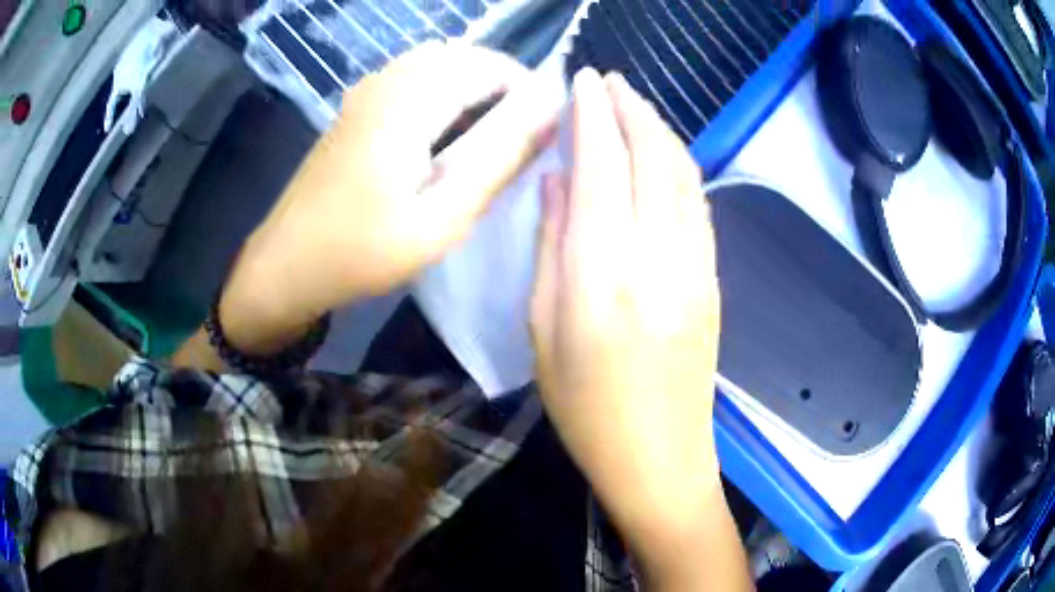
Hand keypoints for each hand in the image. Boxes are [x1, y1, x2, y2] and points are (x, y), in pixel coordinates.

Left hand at [216, 44, 559, 355]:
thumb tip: (551, 113)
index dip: (527, 90)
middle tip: (514, 140)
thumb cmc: (360, 252)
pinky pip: (412, 78)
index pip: (490, 65)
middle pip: (463, 57)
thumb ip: (499, 159)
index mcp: (408, 100)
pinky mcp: (356, 107)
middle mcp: (386, 81)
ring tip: (483, 140)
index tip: (541, 134)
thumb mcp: (440, 218)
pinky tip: (441, 138)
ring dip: (471, 89)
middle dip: (502, 87)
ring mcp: (366, 91)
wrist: (285, 266)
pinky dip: (442, 94)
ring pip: (438, 64)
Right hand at [532, 70, 745, 589]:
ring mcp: (696, 268)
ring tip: (634, 104)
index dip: (593, 116)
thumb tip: (560, 179)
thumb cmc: (584, 408)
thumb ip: (552, 245)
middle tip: (609, 80)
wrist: (660, 456)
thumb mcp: (542, 331)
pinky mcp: (714, 279)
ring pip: (684, 174)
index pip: (602, 168)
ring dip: (659, 129)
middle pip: (652, 158)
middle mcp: (657, 260)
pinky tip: (662, 153)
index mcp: (601, 279)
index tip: (583, 81)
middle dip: (631, 107)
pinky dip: (679, 164)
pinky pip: (698, 203)